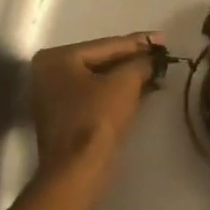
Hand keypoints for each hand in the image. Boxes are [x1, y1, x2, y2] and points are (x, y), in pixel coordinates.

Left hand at [28, 32, 159, 177]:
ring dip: (126, 78)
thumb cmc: (96, 120)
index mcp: (56, 58)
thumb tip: (151, 58)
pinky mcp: (62, 117)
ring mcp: (52, 96)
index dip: (138, 42)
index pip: (105, 45)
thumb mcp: (124, 84)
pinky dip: (115, 93)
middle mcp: (47, 72)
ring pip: (97, 80)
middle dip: (132, 60)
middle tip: (161, 55)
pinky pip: (93, 96)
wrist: (77, 172)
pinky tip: (140, 90)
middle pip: (100, 61)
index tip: (162, 38)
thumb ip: (139, 63)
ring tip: (156, 72)